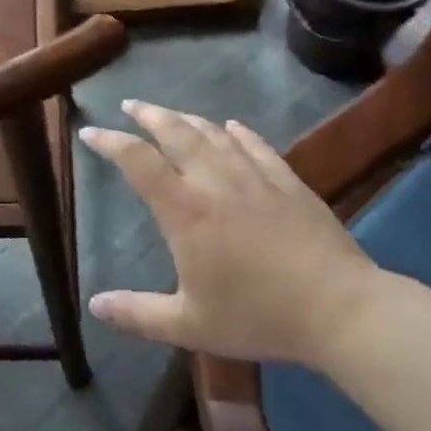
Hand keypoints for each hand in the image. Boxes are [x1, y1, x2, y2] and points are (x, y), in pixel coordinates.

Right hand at [80, 101, 381, 367]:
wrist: (340, 309)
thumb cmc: (258, 316)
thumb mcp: (189, 325)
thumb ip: (138, 314)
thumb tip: (95, 305)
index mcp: (184, 210)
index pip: (137, 161)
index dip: (110, 142)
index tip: (90, 132)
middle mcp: (213, 180)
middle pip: (174, 132)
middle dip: (148, 115)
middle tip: (130, 105)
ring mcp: (254, 176)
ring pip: (212, 133)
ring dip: (186, 118)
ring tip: (170, 114)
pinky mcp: (288, 181)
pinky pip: (256, 145)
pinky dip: (237, 132)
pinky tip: (231, 127)